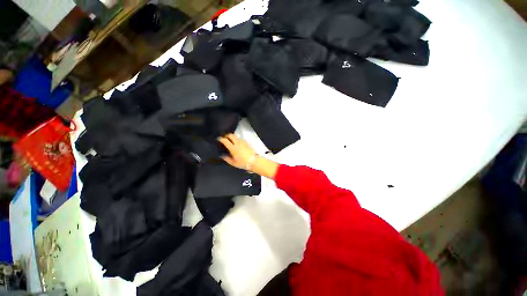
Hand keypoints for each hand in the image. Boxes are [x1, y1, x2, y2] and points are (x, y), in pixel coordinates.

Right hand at [217, 134, 256, 169]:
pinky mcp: (246, 142)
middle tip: (224, 138)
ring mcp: (242, 142)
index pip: (225, 140)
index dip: (221, 139)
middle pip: (231, 135)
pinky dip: (236, 139)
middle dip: (226, 135)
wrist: (254, 161)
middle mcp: (237, 143)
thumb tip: (222, 155)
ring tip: (230, 140)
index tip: (218, 139)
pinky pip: (240, 139)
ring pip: (236, 136)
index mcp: (233, 148)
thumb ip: (227, 158)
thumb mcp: (233, 163)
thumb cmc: (243, 163)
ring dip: (232, 137)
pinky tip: (236, 143)